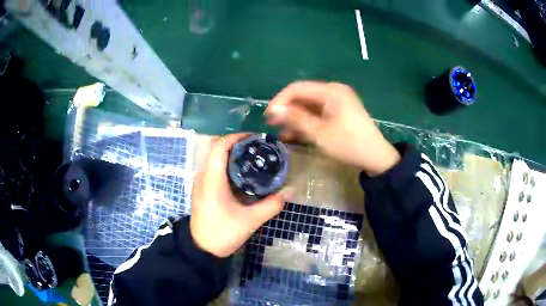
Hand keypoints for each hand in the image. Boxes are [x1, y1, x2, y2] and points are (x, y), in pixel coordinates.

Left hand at [190, 134, 285, 257]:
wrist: (202, 249)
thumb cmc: (223, 233)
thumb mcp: (250, 221)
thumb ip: (271, 206)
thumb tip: (289, 192)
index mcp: (212, 181)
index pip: (219, 147)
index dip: (235, 137)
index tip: (253, 138)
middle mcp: (202, 177)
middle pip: (214, 148)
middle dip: (233, 142)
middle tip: (254, 147)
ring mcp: (199, 183)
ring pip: (211, 157)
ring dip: (228, 152)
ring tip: (249, 157)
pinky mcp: (201, 190)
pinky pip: (211, 167)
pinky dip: (224, 163)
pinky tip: (239, 174)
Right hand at [266, 81, 399, 175]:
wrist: (376, 158)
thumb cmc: (347, 144)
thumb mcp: (318, 133)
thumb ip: (295, 119)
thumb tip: (274, 110)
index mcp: (330, 91)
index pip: (297, 88)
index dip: (280, 100)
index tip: (268, 116)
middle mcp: (334, 92)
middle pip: (304, 96)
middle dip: (287, 110)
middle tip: (273, 125)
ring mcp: (338, 103)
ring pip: (310, 107)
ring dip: (296, 119)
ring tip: (282, 133)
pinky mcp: (341, 113)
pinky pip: (319, 114)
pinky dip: (308, 123)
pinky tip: (296, 135)